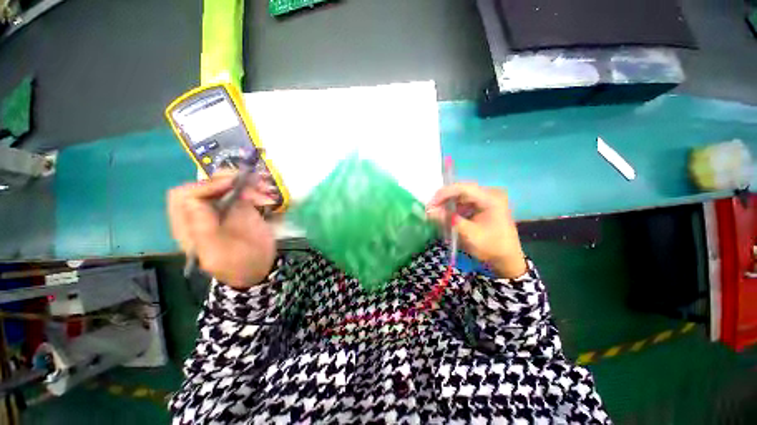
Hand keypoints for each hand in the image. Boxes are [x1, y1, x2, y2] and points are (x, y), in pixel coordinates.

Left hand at [167, 174, 276, 288]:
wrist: (259, 269)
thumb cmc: (237, 265)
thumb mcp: (217, 253)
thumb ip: (203, 230)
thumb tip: (194, 201)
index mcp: (189, 226)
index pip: (185, 196)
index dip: (205, 186)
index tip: (231, 185)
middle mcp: (202, 213)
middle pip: (203, 185)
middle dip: (224, 179)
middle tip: (246, 180)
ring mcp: (222, 209)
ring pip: (224, 185)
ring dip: (243, 182)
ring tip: (263, 187)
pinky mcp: (240, 208)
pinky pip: (243, 191)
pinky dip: (253, 188)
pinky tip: (265, 193)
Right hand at [426, 183, 526, 278]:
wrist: (507, 259)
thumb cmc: (491, 247)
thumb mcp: (469, 234)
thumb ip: (448, 220)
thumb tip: (429, 211)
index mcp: (491, 198)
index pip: (463, 188)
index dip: (444, 194)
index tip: (430, 204)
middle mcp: (490, 193)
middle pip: (461, 190)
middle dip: (444, 199)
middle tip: (430, 210)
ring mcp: (487, 199)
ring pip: (461, 196)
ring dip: (448, 204)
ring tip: (437, 214)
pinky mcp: (483, 205)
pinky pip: (464, 202)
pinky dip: (454, 209)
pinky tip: (447, 216)